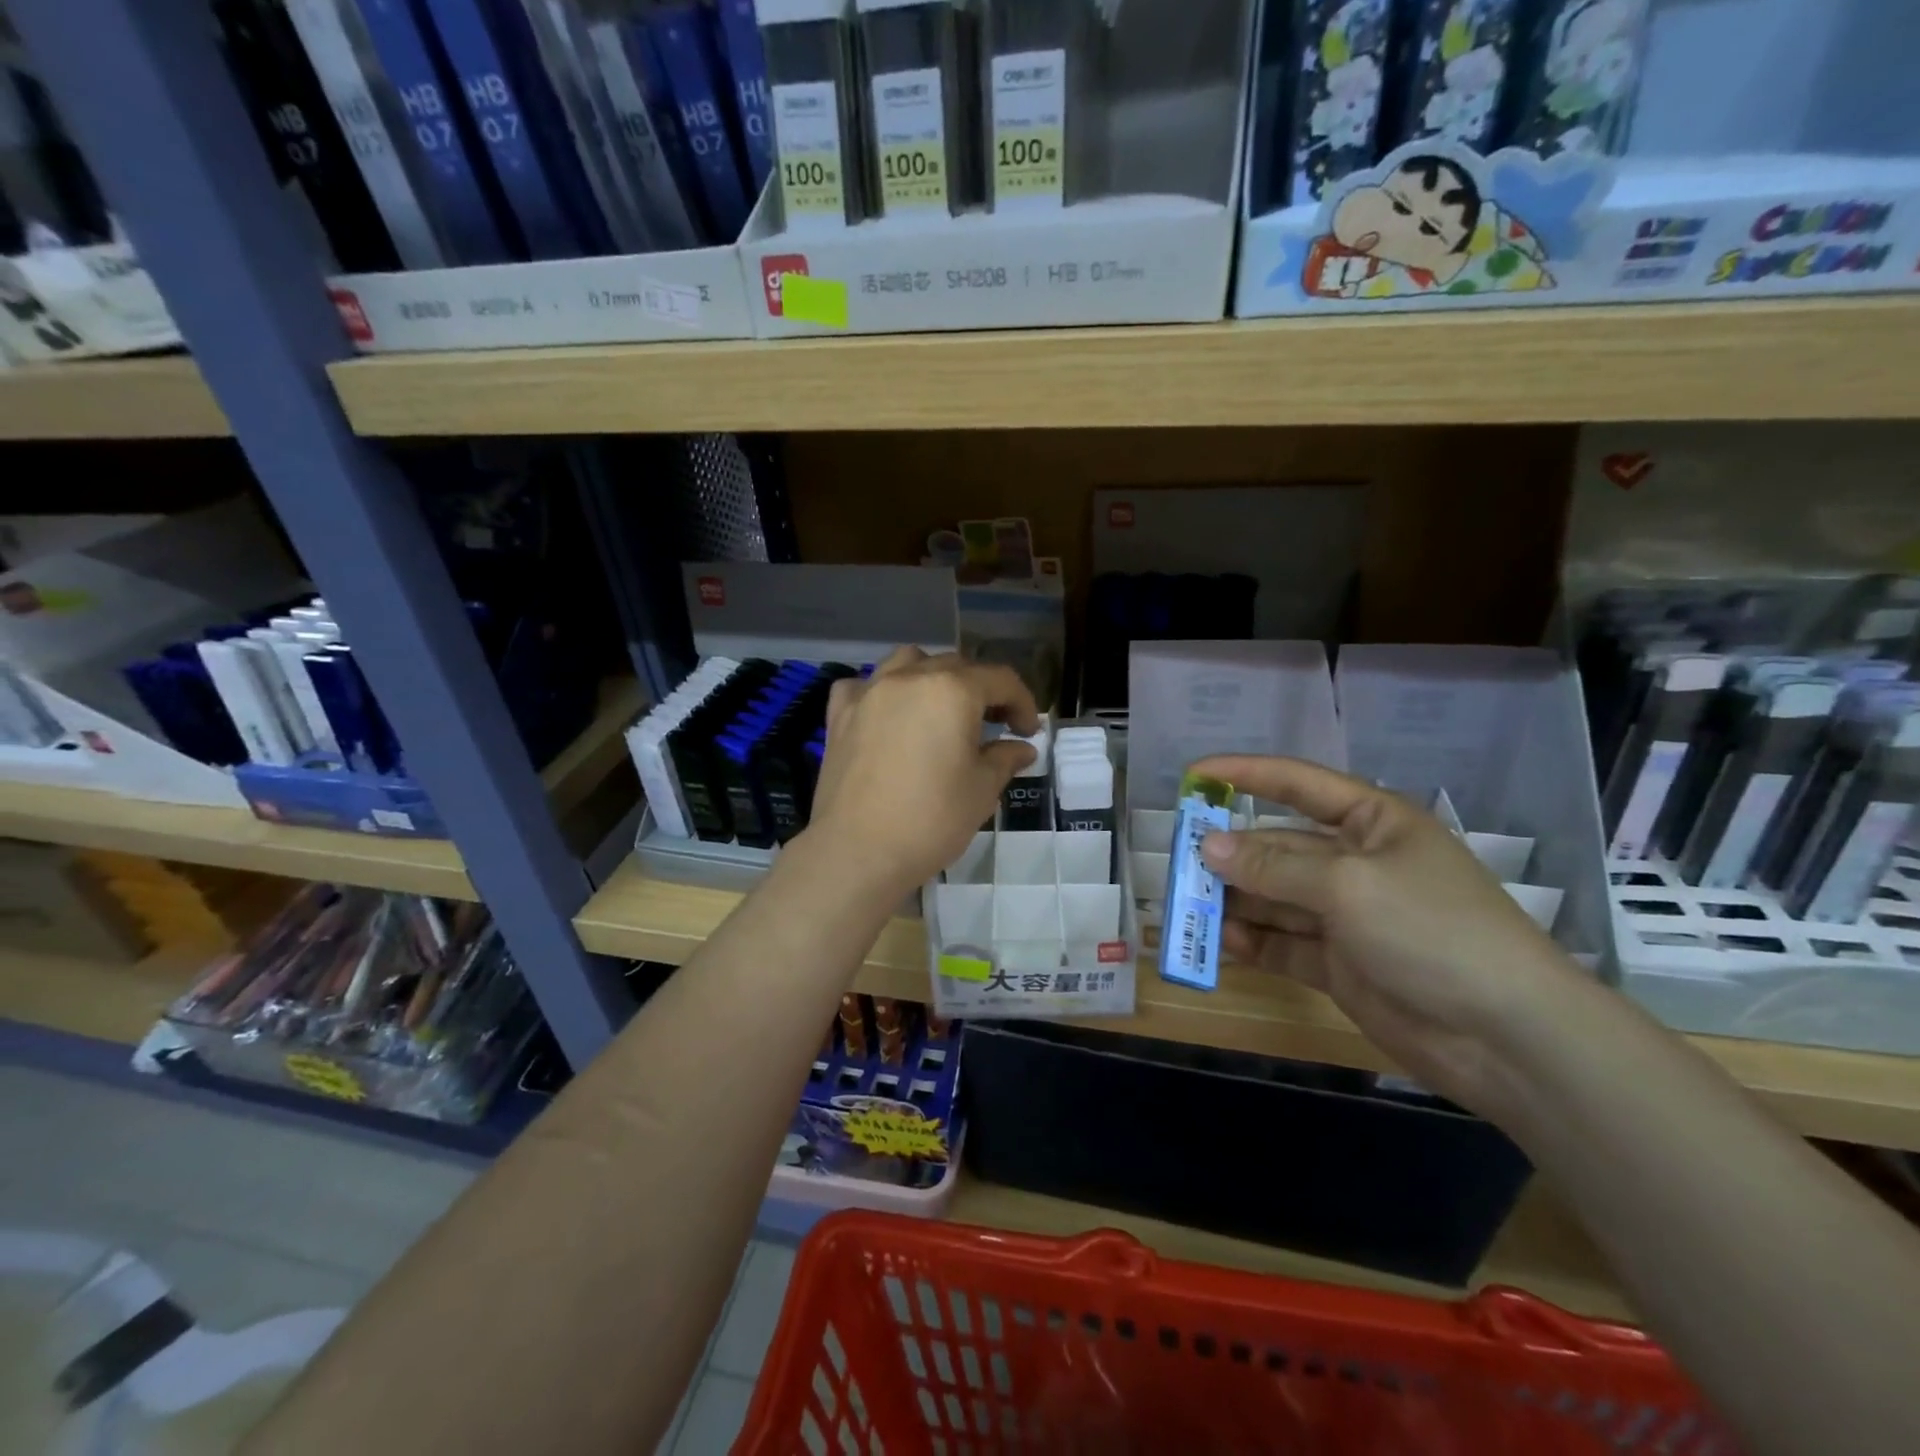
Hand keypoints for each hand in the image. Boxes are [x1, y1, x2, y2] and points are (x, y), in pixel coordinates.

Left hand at [803, 648, 1039, 900]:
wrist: (858, 851)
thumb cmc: (931, 819)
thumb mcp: (982, 790)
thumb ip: (1004, 759)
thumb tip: (1021, 748)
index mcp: (952, 690)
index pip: (1000, 680)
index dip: (1023, 703)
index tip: (1028, 733)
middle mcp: (909, 678)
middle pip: (955, 666)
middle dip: (981, 690)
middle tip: (994, 726)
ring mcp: (869, 693)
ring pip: (907, 662)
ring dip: (932, 676)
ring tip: (940, 709)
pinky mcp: (839, 716)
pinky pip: (862, 685)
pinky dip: (880, 691)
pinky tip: (886, 714)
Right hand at [1189, 754, 1587, 1116]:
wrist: (1508, 1037)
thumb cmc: (1433, 931)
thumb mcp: (1349, 886)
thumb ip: (1274, 867)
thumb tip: (1208, 847)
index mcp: (1372, 822)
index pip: (1298, 784)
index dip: (1245, 775)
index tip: (1193, 776)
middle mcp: (1355, 862)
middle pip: (1277, 846)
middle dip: (1230, 852)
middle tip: (1177, 861)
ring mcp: (1346, 915)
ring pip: (1274, 897)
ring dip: (1233, 899)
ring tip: (1186, 905)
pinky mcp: (1339, 963)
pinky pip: (1283, 943)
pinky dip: (1252, 941)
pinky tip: (1220, 942)